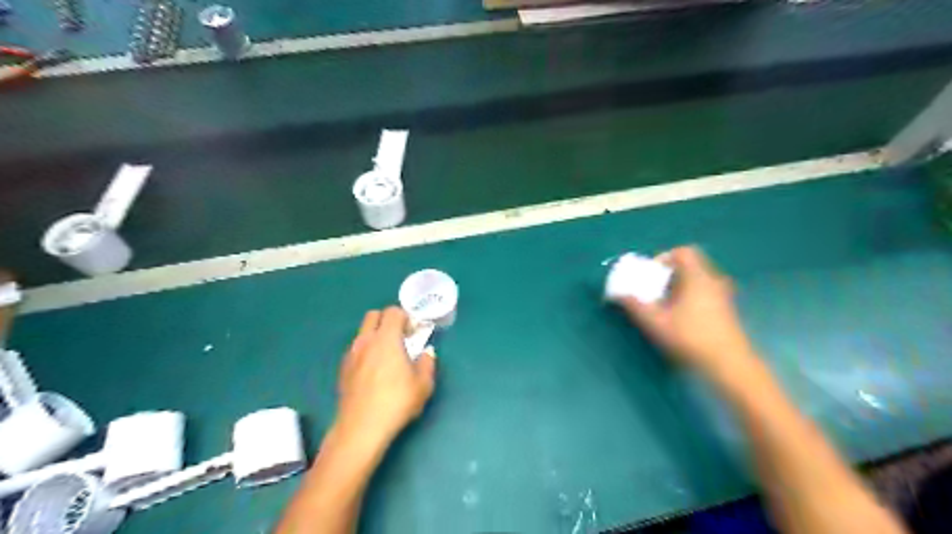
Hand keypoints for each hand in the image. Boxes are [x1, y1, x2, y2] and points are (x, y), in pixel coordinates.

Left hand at [335, 307, 437, 447]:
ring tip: (388, 355)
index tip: (414, 331)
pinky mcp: (343, 369)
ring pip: (362, 332)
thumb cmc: (396, 402)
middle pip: (373, 315)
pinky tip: (374, 371)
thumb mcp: (423, 385)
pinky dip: (366, 350)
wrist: (361, 428)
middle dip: (387, 320)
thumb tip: (427, 352)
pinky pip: (356, 349)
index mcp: (386, 339)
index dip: (405, 317)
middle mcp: (366, 341)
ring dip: (375, 335)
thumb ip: (427, 363)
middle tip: (401, 336)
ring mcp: (351, 355)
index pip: (393, 312)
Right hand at [623, 247, 754, 379]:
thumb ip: (635, 306)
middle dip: (668, 275)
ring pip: (698, 281)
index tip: (651, 274)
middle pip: (690, 266)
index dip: (664, 257)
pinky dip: (691, 298)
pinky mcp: (727, 311)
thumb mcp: (655, 322)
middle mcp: (713, 281)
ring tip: (665, 305)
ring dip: (679, 288)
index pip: (684, 252)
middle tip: (653, 290)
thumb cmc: (690, 338)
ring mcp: (723, 296)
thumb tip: (619, 294)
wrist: (729, 365)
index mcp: (697, 277)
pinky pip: (705, 294)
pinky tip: (681, 318)